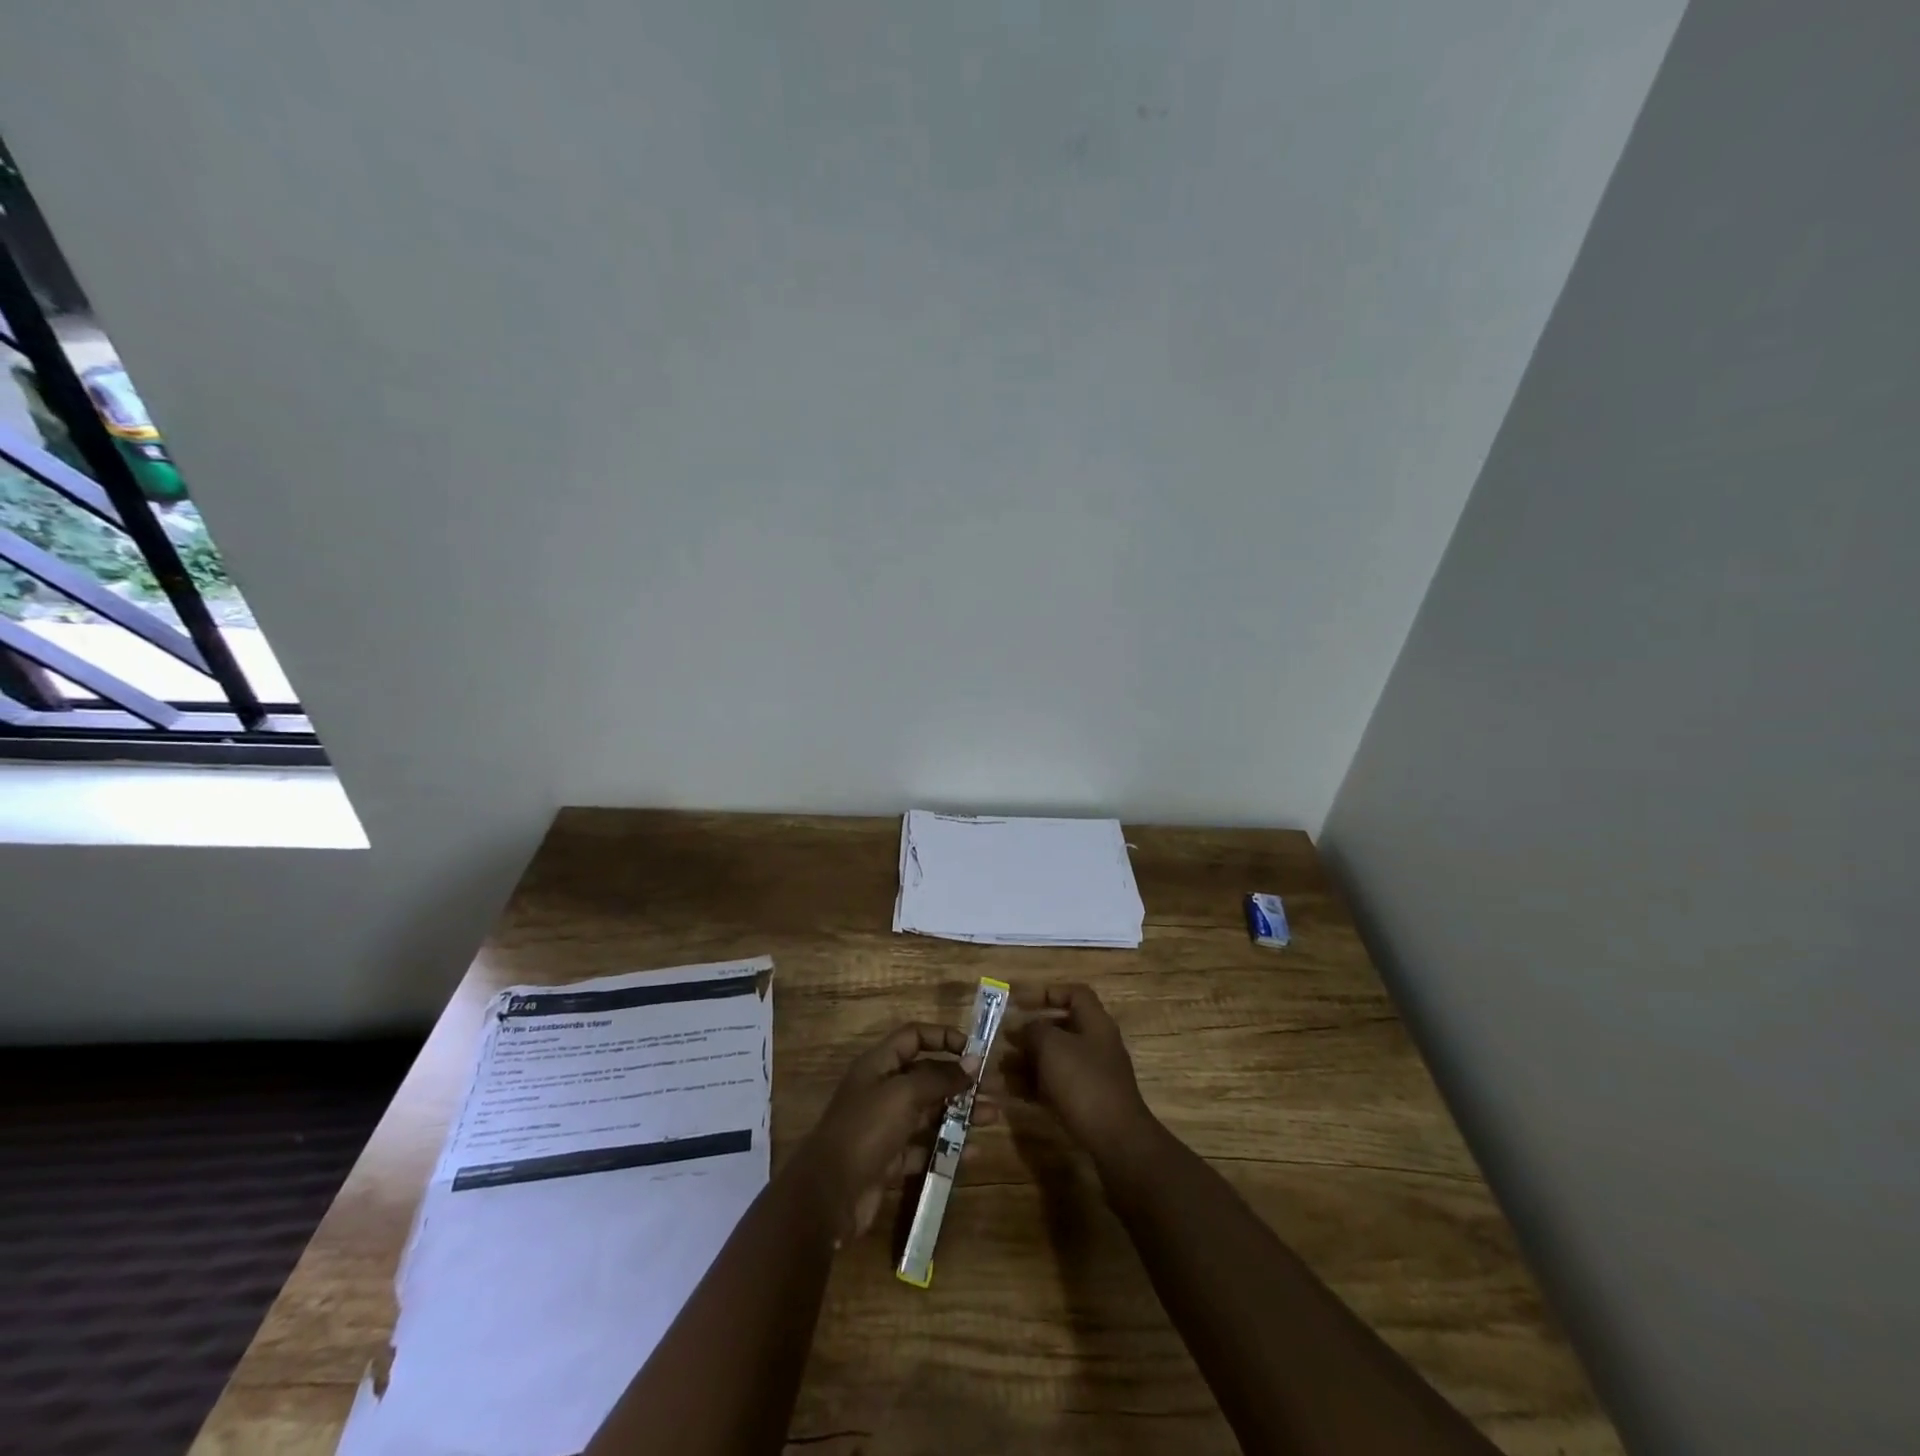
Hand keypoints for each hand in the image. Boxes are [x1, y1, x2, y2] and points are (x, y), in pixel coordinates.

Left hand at [793, 1023, 994, 1243]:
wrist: (827, 1196)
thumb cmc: (865, 1130)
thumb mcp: (904, 1094)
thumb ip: (940, 1077)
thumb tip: (973, 1062)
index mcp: (879, 1065)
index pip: (914, 1037)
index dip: (943, 1038)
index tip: (974, 1050)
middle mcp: (882, 1090)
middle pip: (927, 1077)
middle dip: (960, 1082)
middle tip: (994, 1090)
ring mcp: (885, 1127)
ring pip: (929, 1113)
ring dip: (961, 1114)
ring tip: (992, 1118)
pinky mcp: (889, 1161)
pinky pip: (924, 1147)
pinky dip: (947, 1148)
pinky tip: (972, 1152)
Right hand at [1002, 983, 1155, 1163]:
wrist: (1116, 1140)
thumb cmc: (1083, 1082)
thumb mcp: (1052, 1047)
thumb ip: (1034, 1029)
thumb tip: (1025, 1027)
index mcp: (1095, 1023)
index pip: (1075, 994)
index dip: (1048, 993)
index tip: (1020, 1002)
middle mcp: (1096, 1045)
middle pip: (1061, 1028)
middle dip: (1030, 1033)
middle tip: (1003, 1038)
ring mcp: (1093, 1075)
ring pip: (1055, 1059)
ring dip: (1027, 1061)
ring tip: (1000, 1068)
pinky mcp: (1087, 1102)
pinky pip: (1056, 1085)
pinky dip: (1034, 1085)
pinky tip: (1012, 1091)